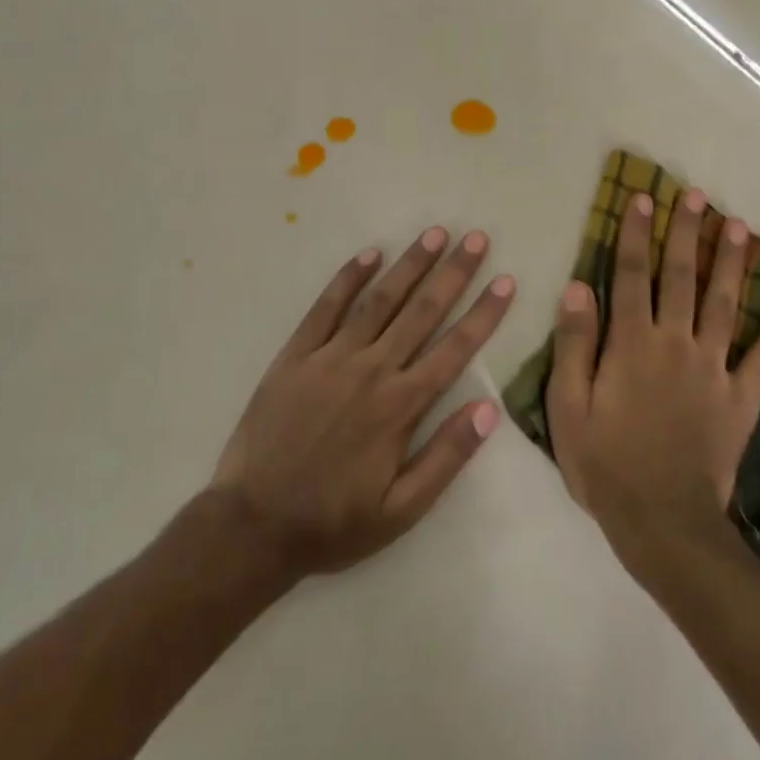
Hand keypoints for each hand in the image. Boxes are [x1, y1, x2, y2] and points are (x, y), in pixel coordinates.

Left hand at [208, 227, 512, 578]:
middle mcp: (371, 371)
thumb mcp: (401, 510)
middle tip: (476, 238)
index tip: (506, 281)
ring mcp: (330, 358)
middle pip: (421, 312)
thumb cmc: (333, 522)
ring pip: (379, 301)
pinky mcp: (295, 356)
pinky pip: (325, 308)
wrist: (253, 525)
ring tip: (434, 234)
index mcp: (400, 407)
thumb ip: (446, 457)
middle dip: (453, 273)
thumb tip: (488, 409)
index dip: (483, 313)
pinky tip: (369, 254)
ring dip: (409, 265)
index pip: (454, 349)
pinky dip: (348, 279)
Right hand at [546, 188, 759, 554]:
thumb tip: (579, 286)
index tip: (642, 198)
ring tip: (740, 226)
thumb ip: (575, 344)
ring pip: (726, 304)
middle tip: (697, 195)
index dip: (635, 234)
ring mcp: (714, 369)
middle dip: (687, 233)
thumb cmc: (605, 463)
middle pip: (682, 278)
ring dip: (732, 263)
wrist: (662, 523)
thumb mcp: (568, 407)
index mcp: (633, 344)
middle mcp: (676, 344)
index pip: (631, 275)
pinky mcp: (741, 399)